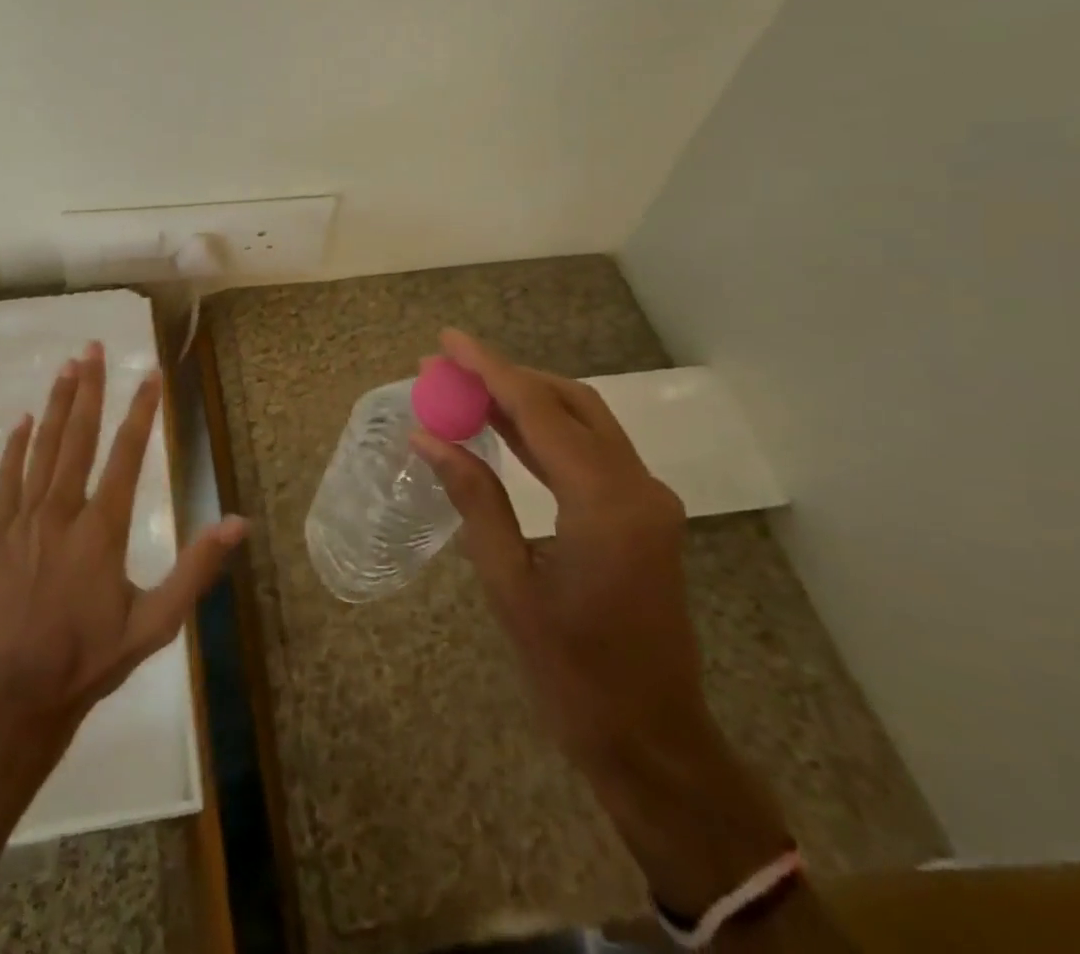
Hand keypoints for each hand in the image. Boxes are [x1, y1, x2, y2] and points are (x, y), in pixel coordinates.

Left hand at [0, 341, 247, 746]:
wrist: (19, 696)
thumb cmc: (93, 658)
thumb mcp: (157, 623)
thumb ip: (197, 570)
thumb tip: (237, 523)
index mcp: (102, 529)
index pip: (126, 455)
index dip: (141, 411)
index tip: (150, 374)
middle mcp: (62, 512)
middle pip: (77, 437)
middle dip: (89, 389)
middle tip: (93, 347)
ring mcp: (25, 520)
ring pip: (42, 449)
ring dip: (55, 405)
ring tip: (66, 367)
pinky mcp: (0, 535)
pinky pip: (7, 479)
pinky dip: (14, 447)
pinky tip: (21, 421)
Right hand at [411, 328, 790, 915]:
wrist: (652, 739)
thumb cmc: (572, 670)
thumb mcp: (508, 582)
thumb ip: (473, 498)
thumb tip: (428, 437)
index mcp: (606, 502)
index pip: (539, 411)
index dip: (488, 369)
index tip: (447, 341)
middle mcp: (637, 487)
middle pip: (569, 402)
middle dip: (507, 376)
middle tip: (449, 367)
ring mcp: (647, 499)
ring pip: (584, 421)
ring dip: (526, 399)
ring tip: (466, 388)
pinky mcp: (642, 515)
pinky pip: (591, 451)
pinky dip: (546, 431)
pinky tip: (505, 429)